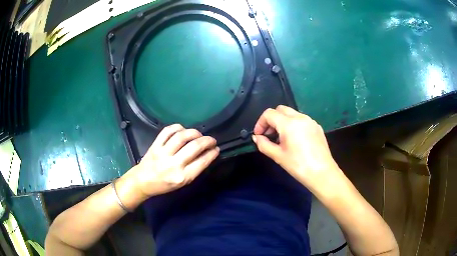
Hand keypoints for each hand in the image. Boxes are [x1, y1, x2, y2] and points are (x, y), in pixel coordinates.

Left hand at [130, 124, 219, 196]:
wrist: (143, 181)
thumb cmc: (164, 185)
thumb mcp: (183, 183)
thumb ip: (194, 169)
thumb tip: (207, 154)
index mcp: (182, 177)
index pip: (202, 161)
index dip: (212, 153)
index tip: (216, 148)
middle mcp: (174, 164)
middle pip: (194, 147)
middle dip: (207, 141)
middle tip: (211, 140)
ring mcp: (163, 153)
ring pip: (182, 136)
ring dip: (194, 133)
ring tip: (199, 134)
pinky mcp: (155, 145)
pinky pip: (168, 131)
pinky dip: (178, 127)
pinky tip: (183, 130)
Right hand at [252, 105, 341, 190]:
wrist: (322, 173)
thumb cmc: (298, 166)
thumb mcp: (278, 156)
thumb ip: (264, 144)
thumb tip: (257, 137)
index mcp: (289, 123)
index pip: (269, 114)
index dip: (260, 123)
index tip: (259, 135)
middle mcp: (300, 117)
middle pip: (280, 109)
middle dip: (271, 120)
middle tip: (269, 135)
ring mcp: (310, 121)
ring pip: (292, 114)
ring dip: (282, 122)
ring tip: (281, 139)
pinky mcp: (317, 127)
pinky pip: (301, 120)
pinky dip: (293, 125)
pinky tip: (295, 140)